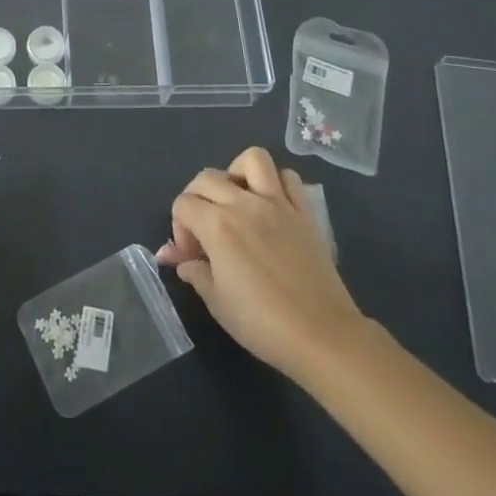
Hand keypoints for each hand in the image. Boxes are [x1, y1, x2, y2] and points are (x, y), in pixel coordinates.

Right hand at [157, 147, 366, 381]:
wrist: (322, 336)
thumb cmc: (261, 323)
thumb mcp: (216, 301)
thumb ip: (193, 270)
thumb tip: (174, 256)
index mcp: (217, 225)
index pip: (183, 204)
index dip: (179, 228)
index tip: (192, 256)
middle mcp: (245, 204)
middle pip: (207, 177)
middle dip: (196, 198)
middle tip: (205, 230)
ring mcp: (278, 204)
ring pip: (253, 159)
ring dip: (237, 173)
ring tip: (236, 200)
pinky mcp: (305, 212)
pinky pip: (289, 178)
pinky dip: (276, 183)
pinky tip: (271, 206)